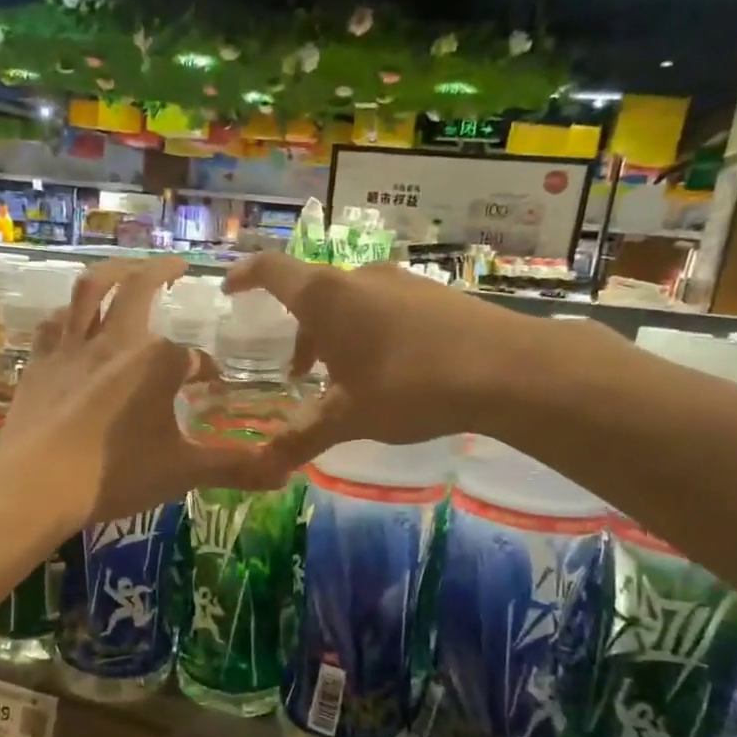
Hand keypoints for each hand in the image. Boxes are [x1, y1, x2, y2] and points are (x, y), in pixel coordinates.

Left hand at [0, 258, 289, 524]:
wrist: (36, 485)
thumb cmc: (115, 474)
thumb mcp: (183, 472)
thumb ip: (234, 468)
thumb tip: (286, 474)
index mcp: (155, 362)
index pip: (192, 356)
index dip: (205, 368)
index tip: (211, 385)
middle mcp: (115, 341)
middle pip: (139, 288)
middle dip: (162, 272)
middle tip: (179, 267)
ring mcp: (71, 348)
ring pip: (90, 290)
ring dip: (112, 271)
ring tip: (126, 269)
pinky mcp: (39, 364)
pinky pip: (54, 323)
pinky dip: (68, 312)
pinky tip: (72, 317)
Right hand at [223, 254, 614, 462]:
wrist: (507, 369)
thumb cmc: (410, 386)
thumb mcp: (348, 417)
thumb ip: (302, 438)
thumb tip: (264, 465)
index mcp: (327, 297)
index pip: (271, 271)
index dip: (245, 276)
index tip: (229, 288)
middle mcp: (360, 277)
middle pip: (313, 292)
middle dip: (298, 329)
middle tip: (296, 371)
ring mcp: (402, 282)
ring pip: (351, 301)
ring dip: (335, 334)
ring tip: (342, 378)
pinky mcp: (434, 294)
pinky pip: (384, 306)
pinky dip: (368, 331)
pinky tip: (387, 371)